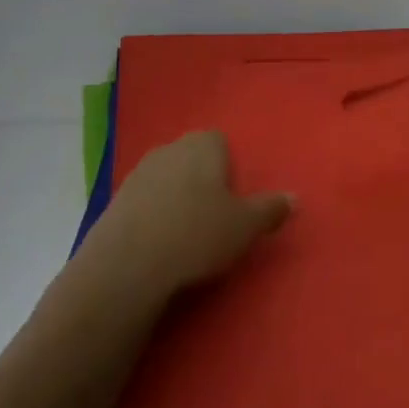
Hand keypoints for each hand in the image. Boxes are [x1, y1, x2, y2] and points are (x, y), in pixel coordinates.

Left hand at [77, 131, 292, 304]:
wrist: (127, 265)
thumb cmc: (197, 234)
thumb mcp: (246, 226)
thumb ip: (271, 208)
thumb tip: (294, 197)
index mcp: (203, 145)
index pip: (220, 141)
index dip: (229, 167)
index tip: (234, 198)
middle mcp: (169, 149)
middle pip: (192, 158)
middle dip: (202, 180)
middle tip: (215, 216)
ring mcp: (137, 173)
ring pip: (166, 179)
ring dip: (176, 198)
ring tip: (186, 234)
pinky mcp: (114, 201)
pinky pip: (144, 202)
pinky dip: (153, 216)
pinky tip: (159, 244)